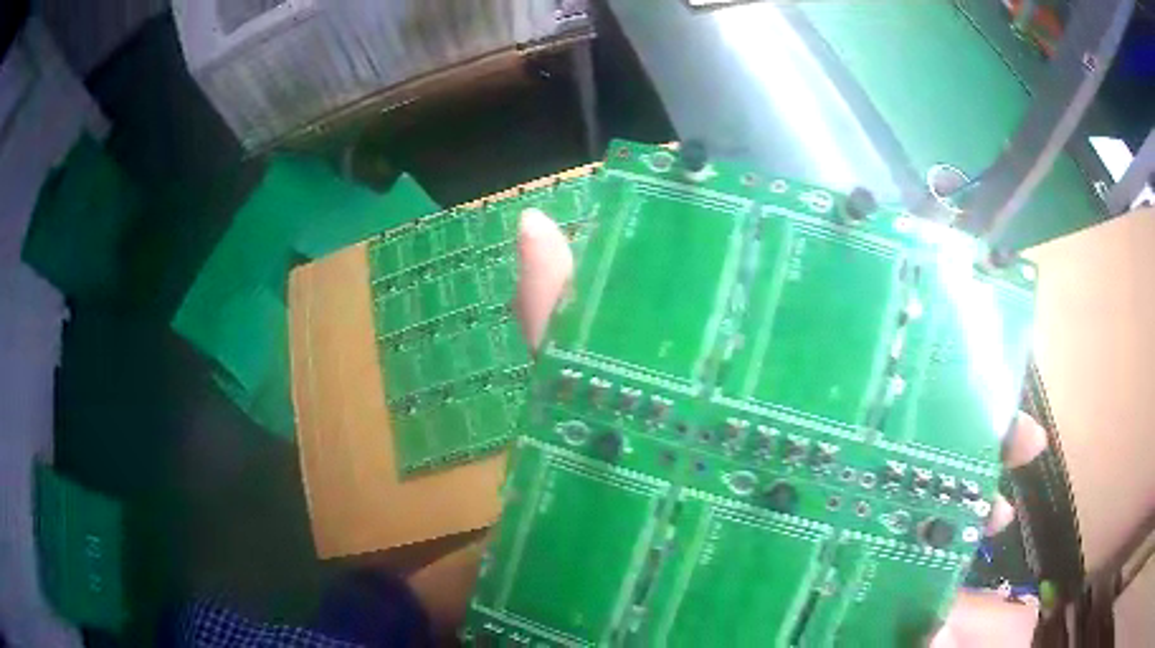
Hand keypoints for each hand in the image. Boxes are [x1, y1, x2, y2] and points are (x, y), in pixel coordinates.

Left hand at [514, 208, 1046, 646]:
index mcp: (766, 366)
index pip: (855, 324)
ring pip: (918, 462)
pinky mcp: (818, 529)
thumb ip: (556, 313)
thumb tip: (538, 223)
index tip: (974, 310)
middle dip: (970, 404)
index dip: (918, 312)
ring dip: (970, 472)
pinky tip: (974, 535)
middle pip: (909, 391)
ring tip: (1012, 482)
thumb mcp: (571, 380)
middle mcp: (808, 412)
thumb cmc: (587, 455)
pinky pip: (892, 528)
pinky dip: (935, 532)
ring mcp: (821, 474)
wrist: (584, 557)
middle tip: (1016, 427)